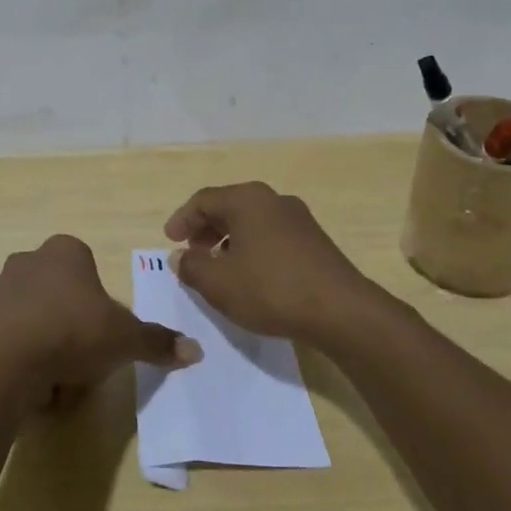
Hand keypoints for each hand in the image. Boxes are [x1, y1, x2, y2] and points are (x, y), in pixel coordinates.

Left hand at [0, 234, 199, 403]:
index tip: (101, 335)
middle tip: (81, 362)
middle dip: (72, 329)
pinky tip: (28, 387)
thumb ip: (157, 341)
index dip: (99, 306)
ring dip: (46, 349)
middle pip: (60, 297)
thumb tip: (195, 350)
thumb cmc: (70, 333)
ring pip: (33, 321)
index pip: (88, 270)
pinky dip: (19, 362)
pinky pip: (6, 342)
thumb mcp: (124, 338)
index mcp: (64, 251)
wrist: (0, 361)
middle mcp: (27, 261)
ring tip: (54, 382)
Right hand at [164, 182, 372, 343]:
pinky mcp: (314, 240)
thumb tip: (181, 257)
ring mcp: (298, 218)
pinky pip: (271, 236)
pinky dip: (252, 248)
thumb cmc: (271, 289)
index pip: (203, 200)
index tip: (170, 241)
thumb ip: (192, 267)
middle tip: (192, 254)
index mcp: (247, 199)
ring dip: (229, 241)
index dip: (182, 220)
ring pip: (252, 222)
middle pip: (229, 207)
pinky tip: (250, 276)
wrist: (341, 310)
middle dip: (206, 230)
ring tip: (219, 269)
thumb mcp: (219, 283)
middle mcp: (273, 199)